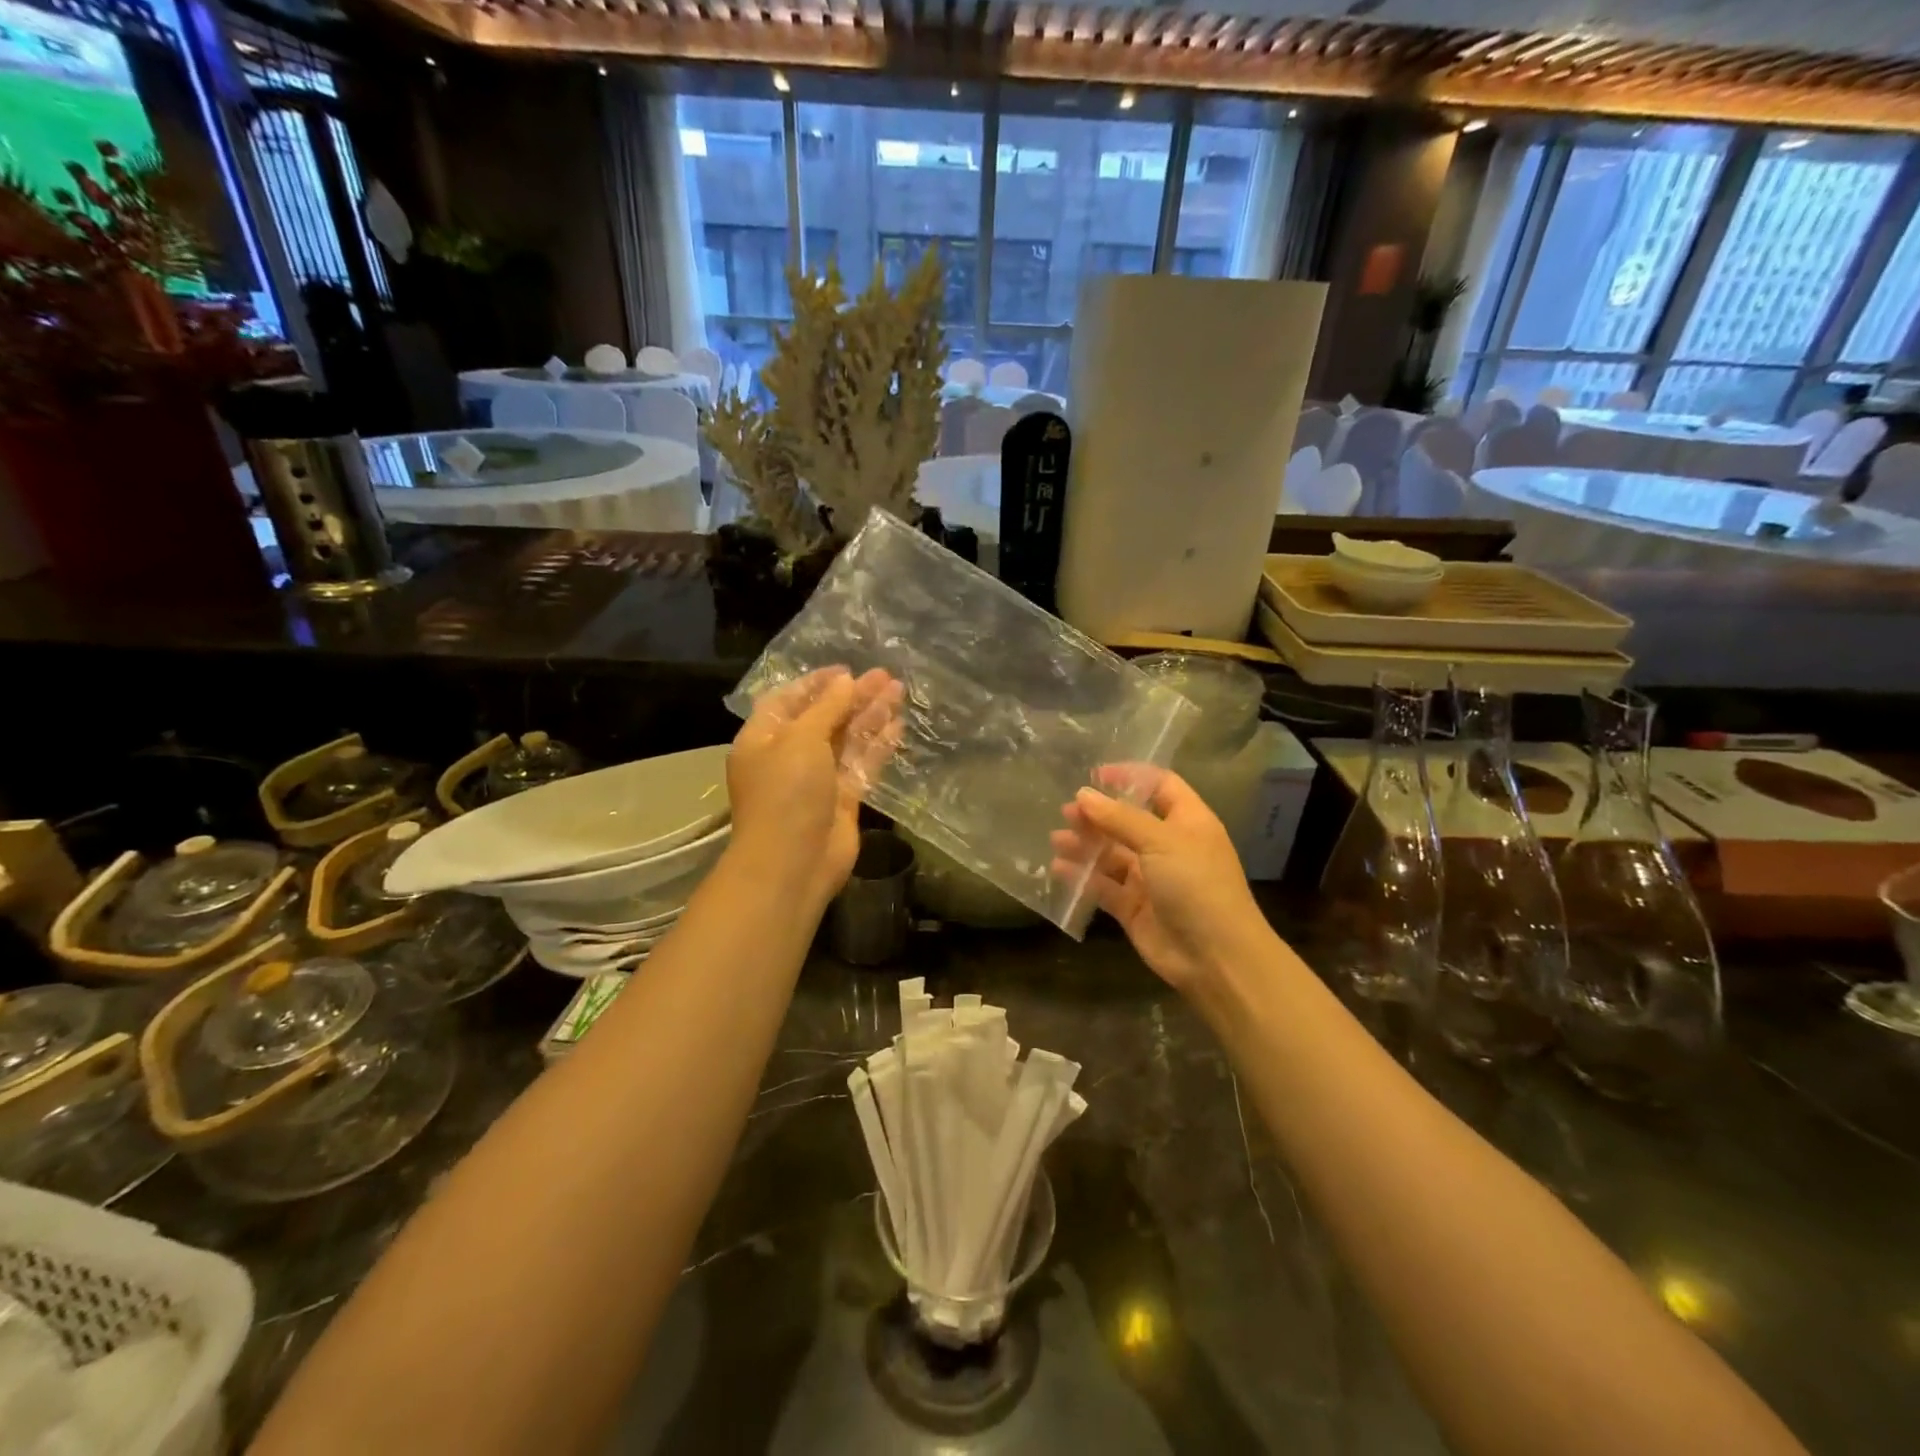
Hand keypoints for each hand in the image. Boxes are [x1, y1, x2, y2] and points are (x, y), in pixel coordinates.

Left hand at [727, 666, 901, 912]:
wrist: (794, 862)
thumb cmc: (786, 793)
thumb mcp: (801, 739)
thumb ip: (827, 708)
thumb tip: (847, 681)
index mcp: (764, 738)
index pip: (789, 700)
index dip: (818, 683)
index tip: (848, 669)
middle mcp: (789, 755)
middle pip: (824, 717)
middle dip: (853, 696)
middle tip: (885, 676)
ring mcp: (817, 778)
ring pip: (847, 739)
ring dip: (871, 716)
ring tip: (899, 691)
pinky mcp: (843, 798)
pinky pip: (862, 764)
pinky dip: (878, 745)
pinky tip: (898, 725)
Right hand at [1051, 765, 1270, 993]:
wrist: (1215, 957)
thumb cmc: (1196, 885)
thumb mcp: (1160, 841)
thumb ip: (1119, 818)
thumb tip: (1083, 795)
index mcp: (1187, 822)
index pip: (1159, 786)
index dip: (1130, 776)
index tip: (1094, 776)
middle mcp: (1169, 846)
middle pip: (1128, 820)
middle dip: (1097, 814)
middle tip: (1066, 812)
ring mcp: (1150, 878)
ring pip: (1112, 854)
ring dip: (1085, 845)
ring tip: (1057, 839)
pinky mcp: (1134, 907)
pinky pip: (1103, 886)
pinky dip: (1082, 876)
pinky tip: (1059, 868)